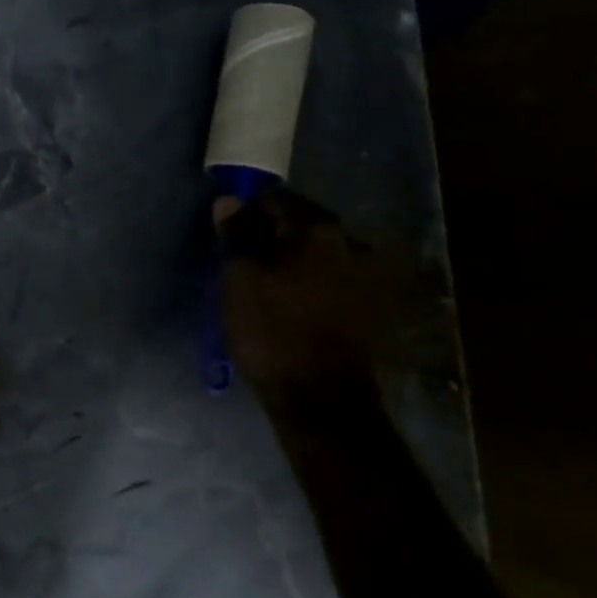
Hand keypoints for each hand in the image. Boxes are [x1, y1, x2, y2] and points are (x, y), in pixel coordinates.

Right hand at [218, 186, 371, 392]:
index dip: (248, 210)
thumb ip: (236, 234)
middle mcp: (349, 244)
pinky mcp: (367, 306)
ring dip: (293, 259)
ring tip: (266, 282)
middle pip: (301, 224)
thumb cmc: (272, 330)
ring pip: (316, 253)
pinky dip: (308, 281)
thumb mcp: (240, 277)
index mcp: (318, 230)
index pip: (277, 199)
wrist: (320, 398)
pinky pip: (328, 278)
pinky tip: (290, 301)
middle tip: (244, 257)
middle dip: (272, 234)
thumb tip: (230, 201)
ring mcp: (364, 276)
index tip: (229, 231)